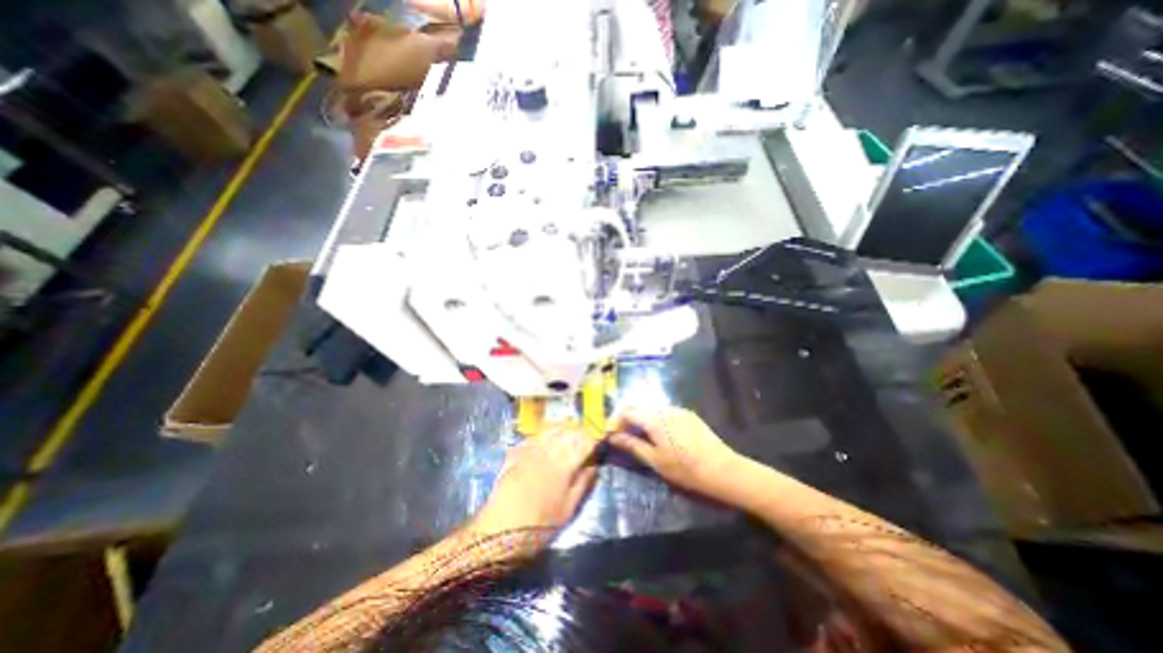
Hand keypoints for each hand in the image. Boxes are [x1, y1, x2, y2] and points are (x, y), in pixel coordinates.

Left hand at [472, 426, 599, 543]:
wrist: (499, 531)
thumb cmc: (539, 525)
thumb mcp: (568, 510)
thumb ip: (583, 484)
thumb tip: (594, 466)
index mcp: (563, 465)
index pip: (583, 442)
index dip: (592, 438)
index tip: (598, 440)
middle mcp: (548, 451)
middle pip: (567, 431)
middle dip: (579, 430)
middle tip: (585, 434)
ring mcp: (529, 450)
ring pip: (549, 429)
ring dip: (562, 426)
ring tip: (568, 428)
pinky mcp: (515, 453)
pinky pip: (533, 435)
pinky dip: (543, 432)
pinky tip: (545, 435)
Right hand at [604, 408, 738, 494]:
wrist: (722, 469)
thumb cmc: (685, 468)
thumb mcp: (655, 460)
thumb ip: (632, 445)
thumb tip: (613, 437)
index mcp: (653, 418)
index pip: (626, 410)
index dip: (615, 421)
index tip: (612, 435)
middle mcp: (664, 408)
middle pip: (638, 406)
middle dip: (627, 418)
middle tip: (624, 436)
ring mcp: (677, 409)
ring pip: (651, 408)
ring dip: (641, 419)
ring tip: (640, 437)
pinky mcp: (688, 414)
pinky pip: (664, 412)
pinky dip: (655, 420)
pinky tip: (660, 436)